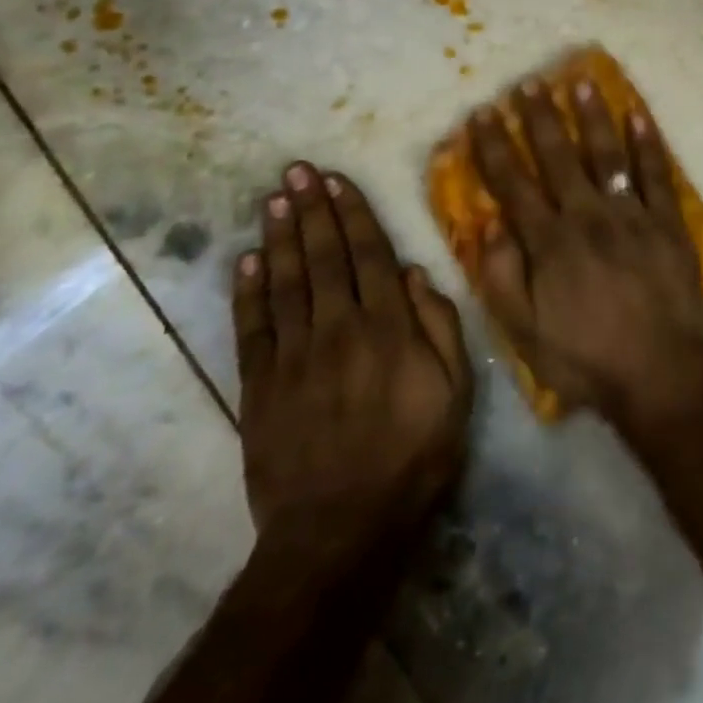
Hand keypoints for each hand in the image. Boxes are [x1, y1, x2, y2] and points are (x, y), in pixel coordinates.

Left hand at [232, 161, 472, 559]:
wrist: (338, 532)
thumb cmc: (412, 458)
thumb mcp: (455, 393)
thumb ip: (439, 328)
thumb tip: (413, 273)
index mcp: (388, 329)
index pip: (368, 256)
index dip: (353, 214)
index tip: (338, 180)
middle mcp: (338, 330)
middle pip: (323, 258)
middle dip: (312, 210)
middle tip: (297, 170)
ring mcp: (294, 357)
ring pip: (286, 282)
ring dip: (281, 236)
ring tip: (274, 198)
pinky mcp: (260, 387)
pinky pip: (252, 328)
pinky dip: (248, 291)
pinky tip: (247, 259)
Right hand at [468, 77, 702, 428]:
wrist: (660, 371)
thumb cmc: (586, 358)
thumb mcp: (526, 333)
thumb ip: (503, 277)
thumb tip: (489, 225)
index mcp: (550, 242)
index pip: (514, 184)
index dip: (495, 147)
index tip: (483, 113)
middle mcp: (587, 216)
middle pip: (558, 157)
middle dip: (539, 118)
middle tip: (528, 83)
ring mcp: (631, 214)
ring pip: (606, 154)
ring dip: (592, 116)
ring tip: (580, 82)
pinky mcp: (667, 221)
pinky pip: (656, 174)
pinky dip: (647, 143)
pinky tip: (638, 114)